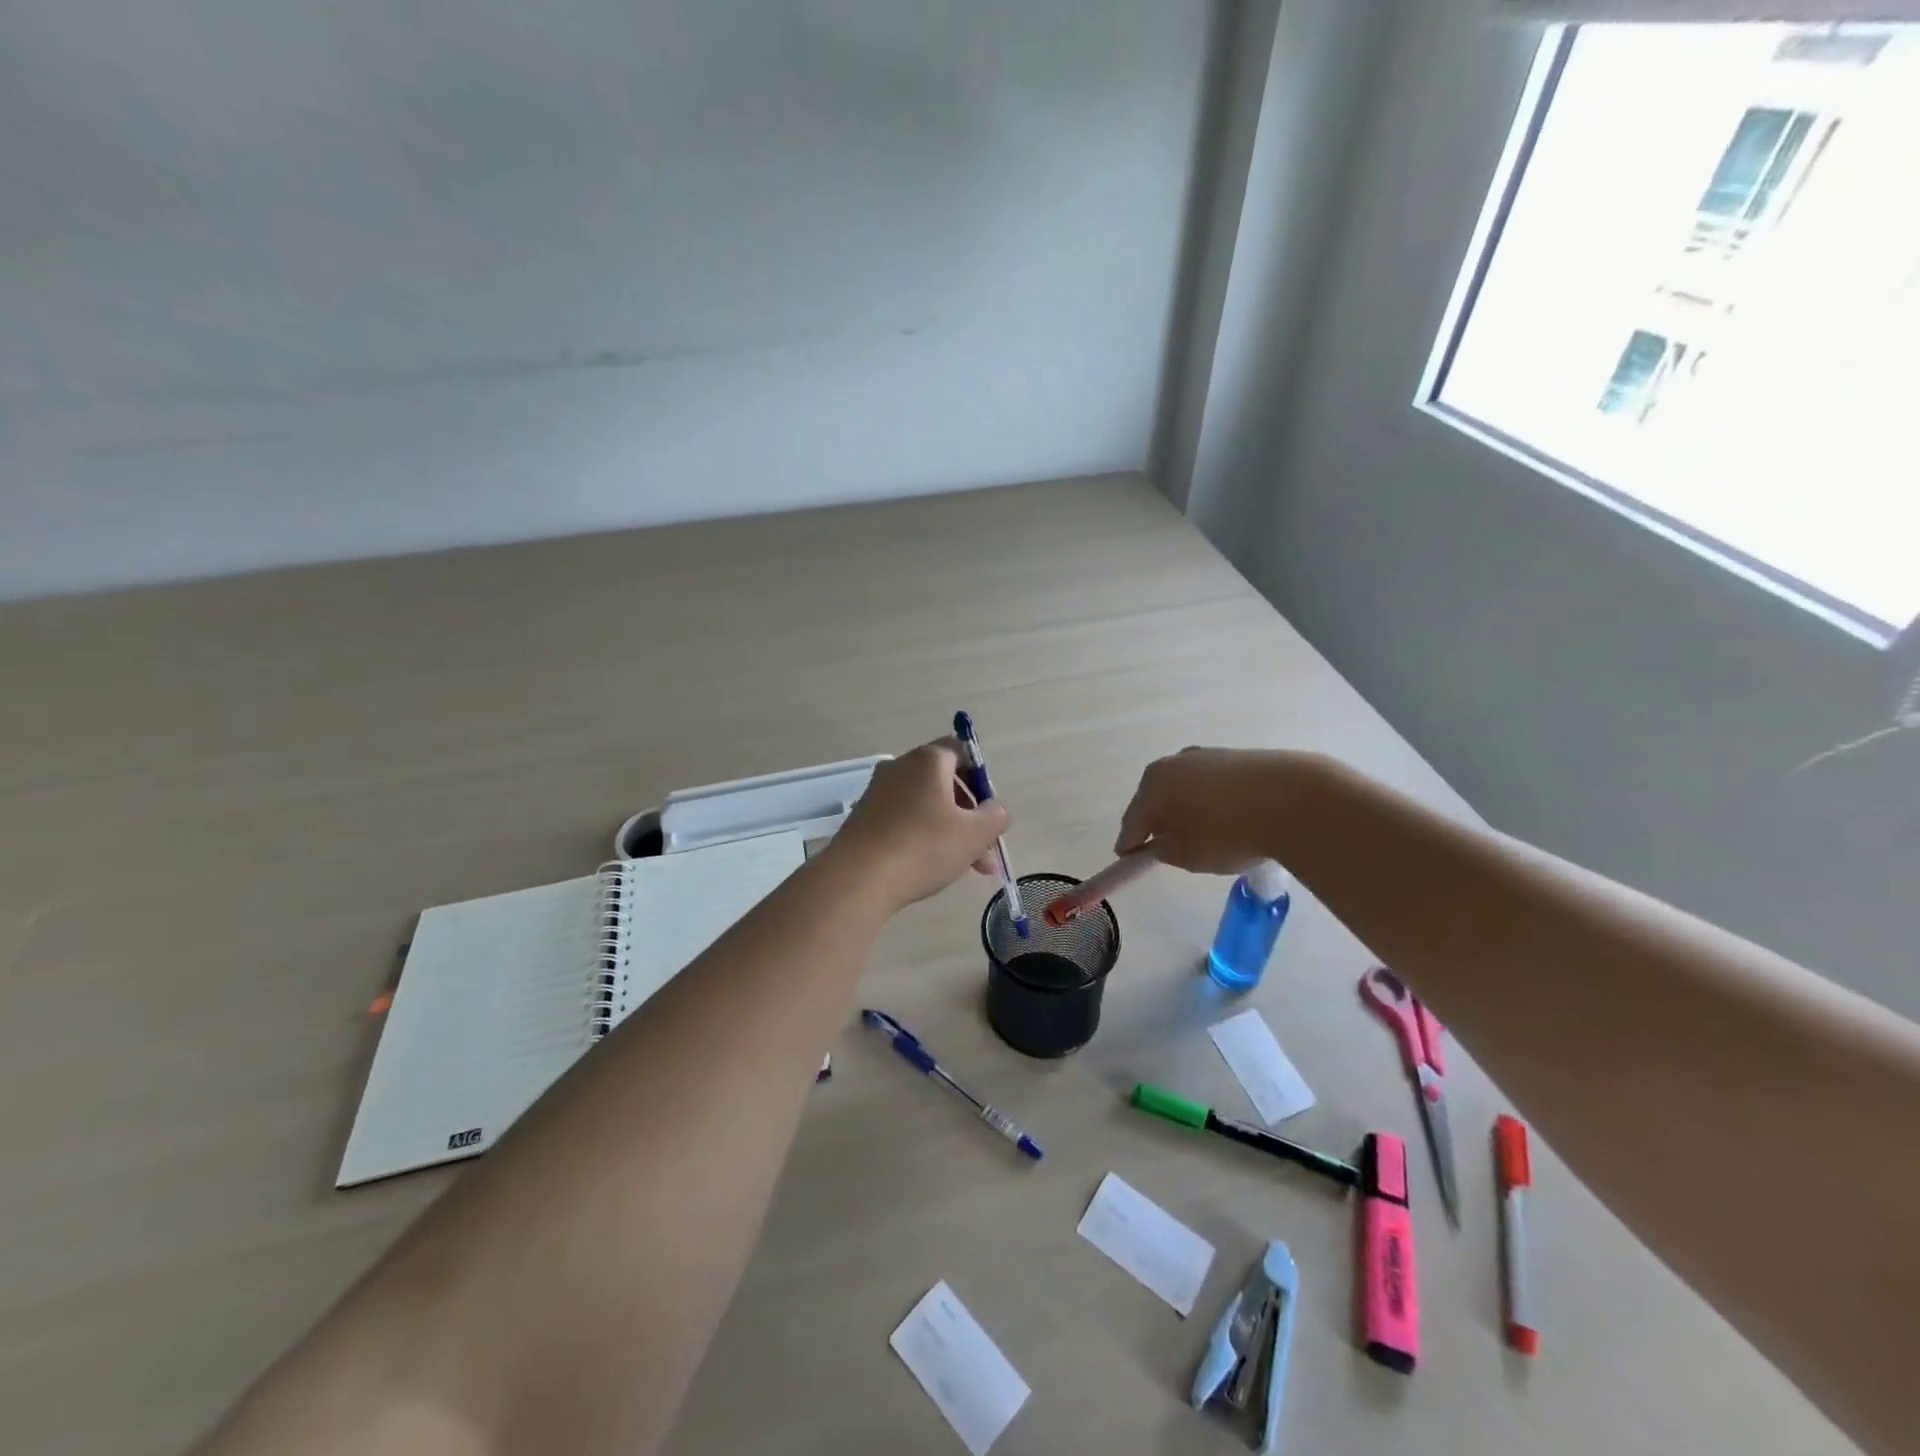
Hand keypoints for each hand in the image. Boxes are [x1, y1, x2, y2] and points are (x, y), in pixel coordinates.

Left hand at [828, 738, 1009, 910]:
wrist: (857, 879)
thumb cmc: (923, 848)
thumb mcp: (974, 835)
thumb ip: (996, 816)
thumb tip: (995, 809)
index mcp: (928, 760)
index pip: (961, 751)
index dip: (981, 777)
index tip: (989, 809)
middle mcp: (900, 767)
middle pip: (945, 782)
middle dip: (970, 816)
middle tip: (985, 850)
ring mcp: (878, 792)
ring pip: (926, 806)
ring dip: (950, 832)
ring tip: (967, 869)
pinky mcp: (864, 818)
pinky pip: (903, 820)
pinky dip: (922, 837)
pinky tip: (932, 868)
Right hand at [1114, 748, 1292, 874]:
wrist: (1293, 800)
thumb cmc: (1226, 832)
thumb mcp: (1185, 855)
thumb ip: (1161, 850)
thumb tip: (1159, 842)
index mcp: (1152, 785)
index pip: (1132, 822)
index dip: (1130, 845)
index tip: (1129, 861)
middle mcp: (1172, 763)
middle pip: (1156, 800)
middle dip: (1158, 822)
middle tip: (1166, 848)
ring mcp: (1206, 756)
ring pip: (1185, 790)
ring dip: (1187, 810)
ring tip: (1204, 836)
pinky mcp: (1236, 757)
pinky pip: (1213, 786)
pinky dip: (1212, 802)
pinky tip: (1228, 820)